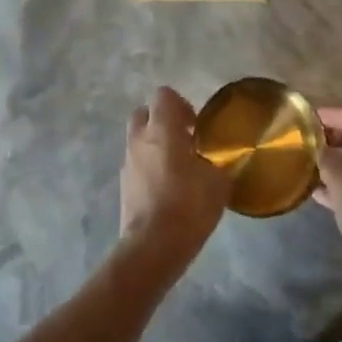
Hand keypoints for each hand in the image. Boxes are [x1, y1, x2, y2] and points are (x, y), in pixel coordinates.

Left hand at [120, 87, 230, 263]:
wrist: (152, 246)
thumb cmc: (188, 206)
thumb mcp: (218, 183)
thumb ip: (215, 163)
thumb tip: (213, 161)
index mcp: (162, 129)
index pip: (163, 95)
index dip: (181, 104)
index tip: (196, 126)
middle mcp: (139, 139)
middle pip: (145, 113)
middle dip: (163, 121)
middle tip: (185, 141)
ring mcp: (127, 161)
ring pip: (139, 140)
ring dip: (155, 146)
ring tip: (178, 169)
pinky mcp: (123, 184)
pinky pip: (136, 164)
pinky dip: (149, 167)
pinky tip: (167, 189)